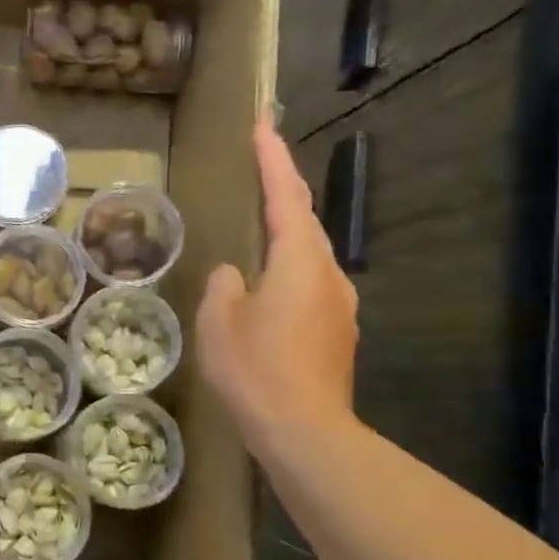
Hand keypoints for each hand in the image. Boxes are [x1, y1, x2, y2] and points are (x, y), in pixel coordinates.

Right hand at [198, 118, 359, 457]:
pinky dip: (290, 273)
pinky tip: (268, 291)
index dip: (272, 159)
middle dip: (283, 192)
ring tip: (260, 231)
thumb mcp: (218, 321)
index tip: (263, 126)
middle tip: (260, 170)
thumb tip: (234, 274)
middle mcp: (328, 274)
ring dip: (287, 237)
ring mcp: (340, 306)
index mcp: (299, 261)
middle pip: (305, 222)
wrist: (306, 433)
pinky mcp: (338, 333)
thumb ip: (223, 284)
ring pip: (310, 256)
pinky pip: (311, 286)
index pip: (285, 196)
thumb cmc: (256, 369)